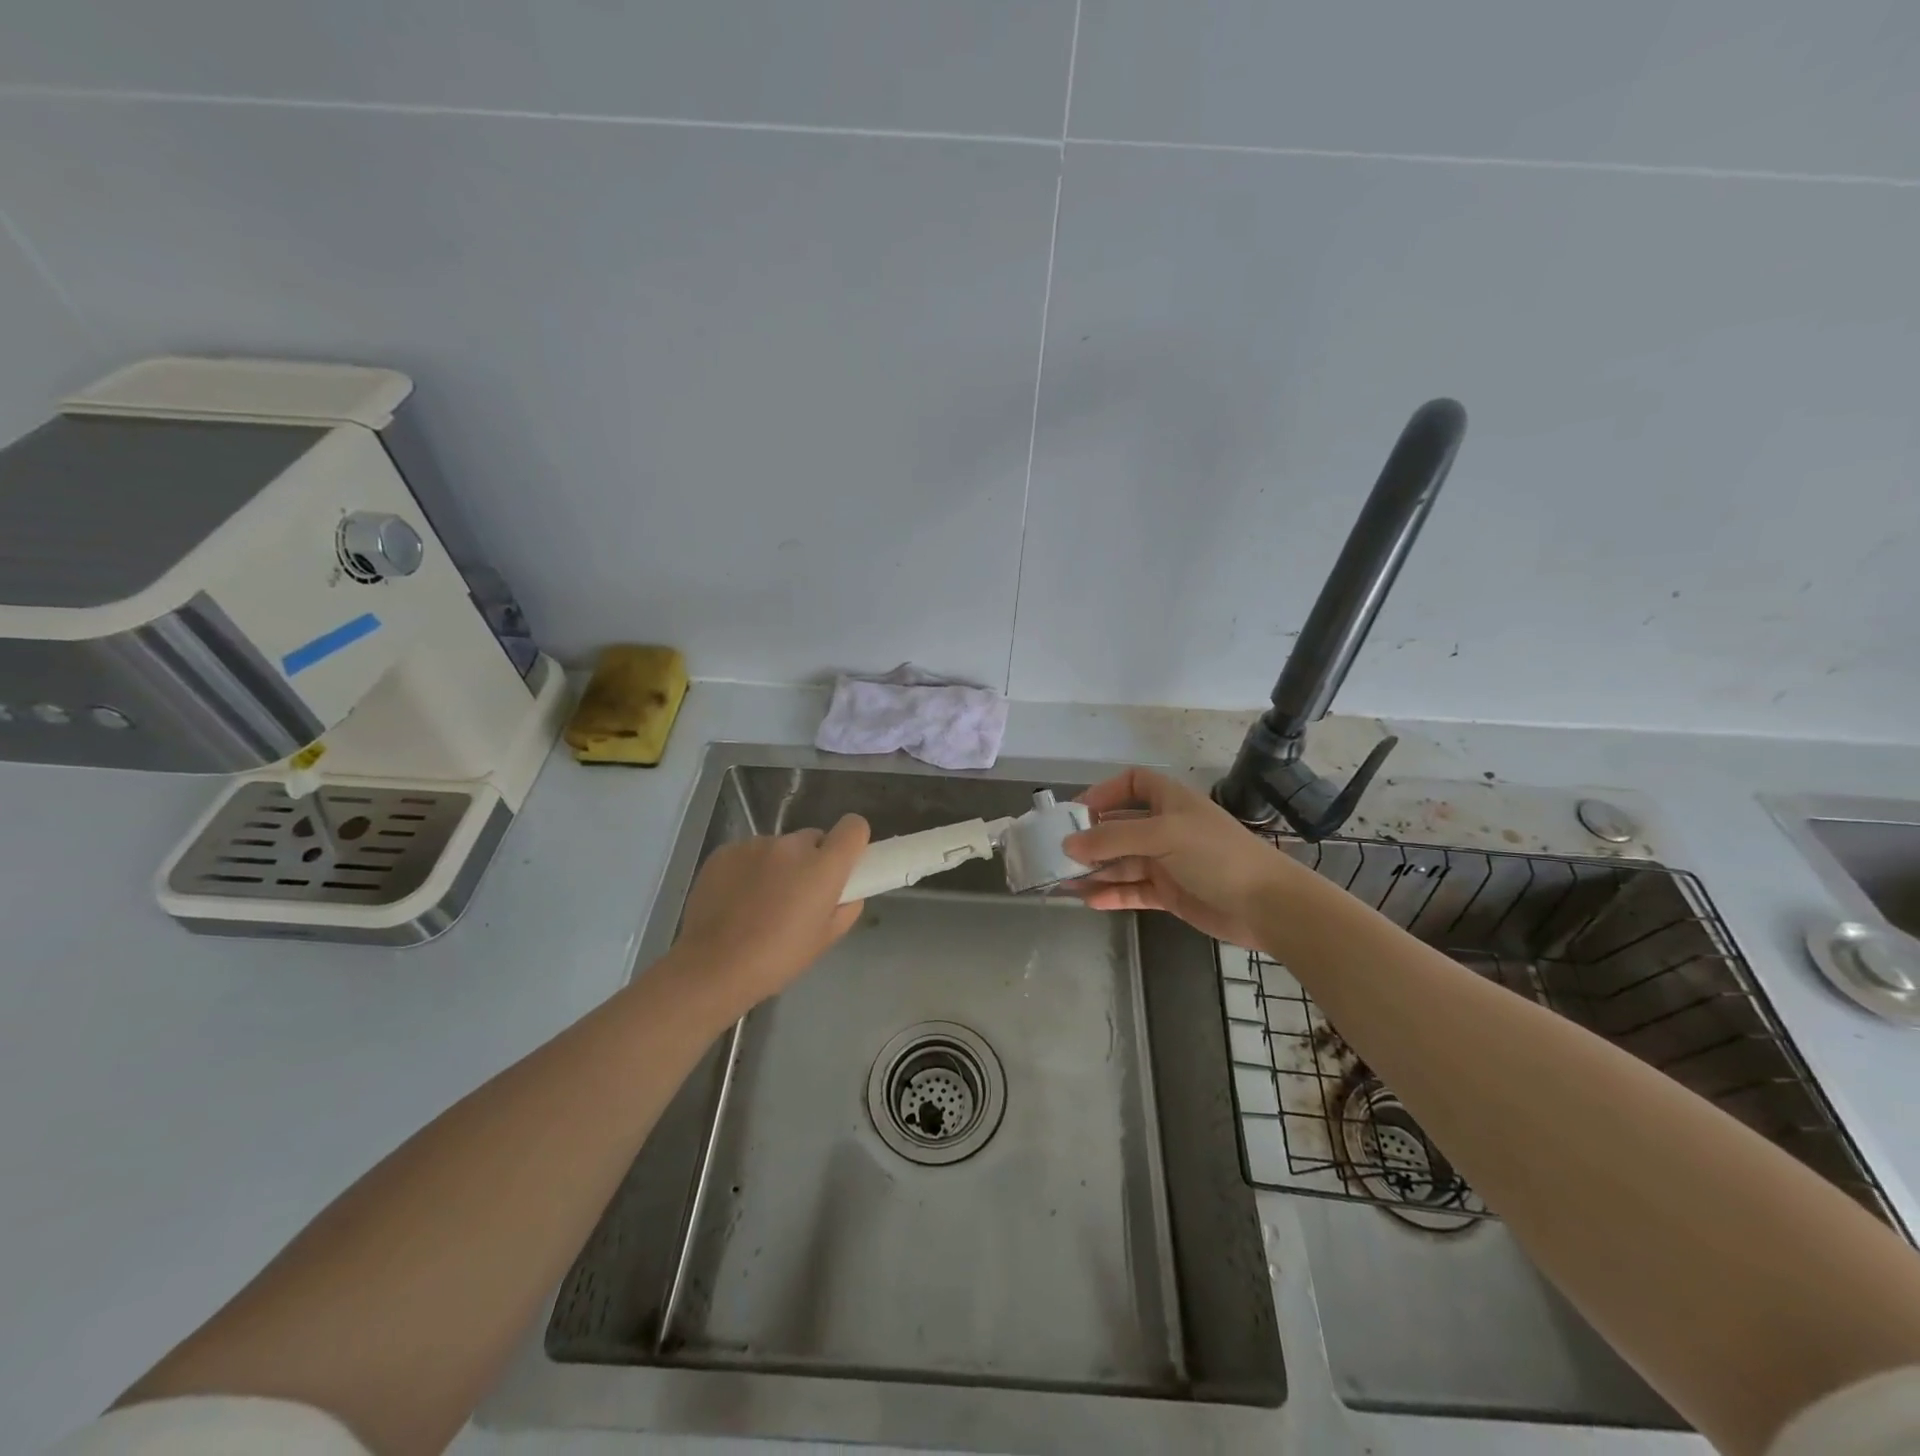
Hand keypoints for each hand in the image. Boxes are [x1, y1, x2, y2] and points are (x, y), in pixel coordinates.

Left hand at [668, 814, 870, 1019]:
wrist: (712, 967)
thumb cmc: (778, 958)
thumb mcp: (826, 940)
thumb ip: (846, 907)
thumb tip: (846, 893)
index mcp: (824, 865)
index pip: (853, 827)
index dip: (852, 842)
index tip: (844, 864)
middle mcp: (792, 845)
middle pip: (813, 839)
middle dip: (811, 860)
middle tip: (798, 895)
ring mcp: (755, 845)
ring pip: (779, 848)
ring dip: (778, 866)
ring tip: (760, 902)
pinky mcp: (725, 851)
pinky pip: (748, 854)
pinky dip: (748, 870)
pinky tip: (735, 900)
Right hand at [1063, 767, 1298, 947]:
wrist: (1267, 906)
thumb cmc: (1216, 856)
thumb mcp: (1163, 835)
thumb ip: (1113, 837)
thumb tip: (1068, 844)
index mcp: (1169, 801)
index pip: (1132, 783)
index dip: (1104, 792)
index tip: (1076, 812)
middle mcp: (1166, 828)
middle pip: (1119, 826)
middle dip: (1090, 839)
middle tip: (1057, 853)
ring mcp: (1168, 862)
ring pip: (1122, 861)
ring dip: (1095, 870)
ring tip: (1063, 881)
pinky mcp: (1170, 893)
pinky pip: (1132, 890)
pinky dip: (1112, 894)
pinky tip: (1088, 901)